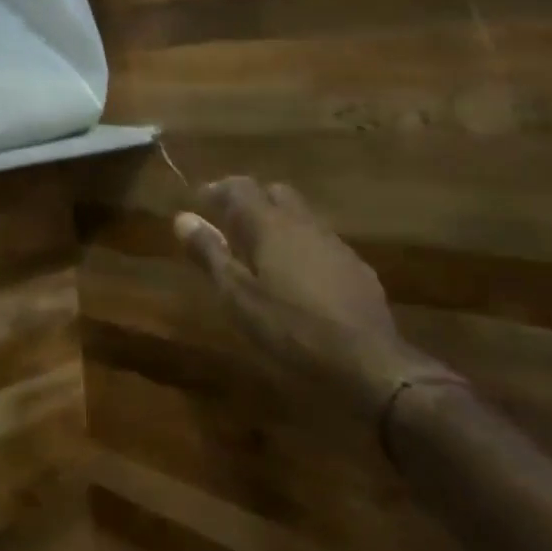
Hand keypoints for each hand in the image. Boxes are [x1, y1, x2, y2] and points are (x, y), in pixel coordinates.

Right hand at [174, 178, 449, 419]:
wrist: (369, 364)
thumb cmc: (290, 328)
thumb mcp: (237, 296)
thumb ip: (210, 253)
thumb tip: (182, 217)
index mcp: (270, 224)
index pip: (240, 187)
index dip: (218, 190)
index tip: (200, 201)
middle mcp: (303, 223)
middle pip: (275, 193)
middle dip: (251, 201)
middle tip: (230, 224)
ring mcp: (334, 244)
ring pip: (301, 217)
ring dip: (278, 224)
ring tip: (260, 253)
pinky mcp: (356, 269)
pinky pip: (321, 243)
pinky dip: (302, 248)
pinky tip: (297, 278)